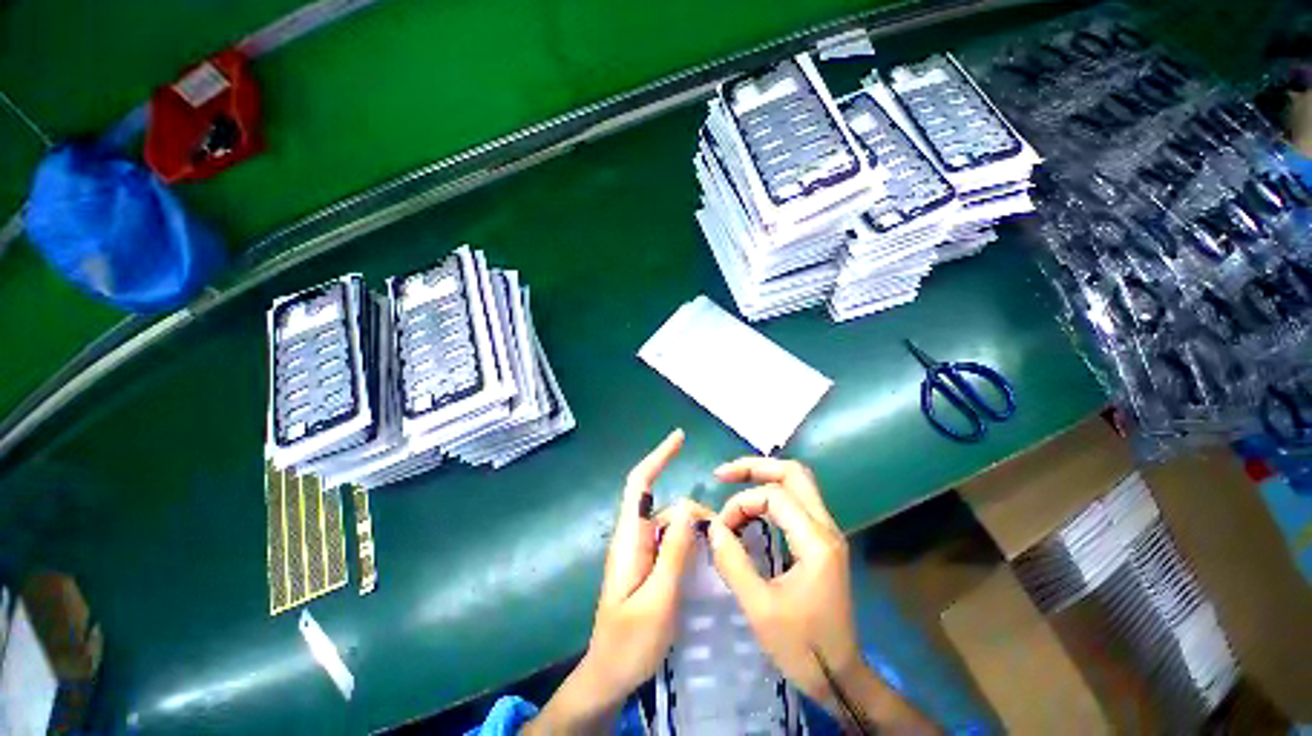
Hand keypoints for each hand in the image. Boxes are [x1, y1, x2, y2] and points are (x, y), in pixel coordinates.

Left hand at [528, 430, 710, 734]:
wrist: (609, 677)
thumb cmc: (630, 643)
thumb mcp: (659, 599)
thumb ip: (674, 552)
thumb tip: (690, 506)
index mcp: (630, 538)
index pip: (640, 483)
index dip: (659, 457)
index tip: (679, 437)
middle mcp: (634, 537)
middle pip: (667, 508)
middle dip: (695, 514)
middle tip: (723, 536)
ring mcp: (641, 552)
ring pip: (673, 526)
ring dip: (695, 532)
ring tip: (719, 553)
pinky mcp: (648, 565)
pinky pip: (672, 543)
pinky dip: (691, 543)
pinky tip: (707, 558)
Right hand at [705, 458, 937, 732]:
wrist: (840, 677)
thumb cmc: (802, 647)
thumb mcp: (759, 608)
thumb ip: (732, 561)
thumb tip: (711, 525)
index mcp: (815, 541)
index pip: (774, 495)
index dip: (741, 503)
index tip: (721, 528)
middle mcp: (826, 527)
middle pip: (793, 473)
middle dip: (754, 467)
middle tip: (722, 475)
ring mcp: (827, 532)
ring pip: (797, 483)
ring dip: (762, 478)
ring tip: (732, 485)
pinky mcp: (822, 541)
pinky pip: (796, 501)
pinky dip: (770, 496)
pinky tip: (751, 510)